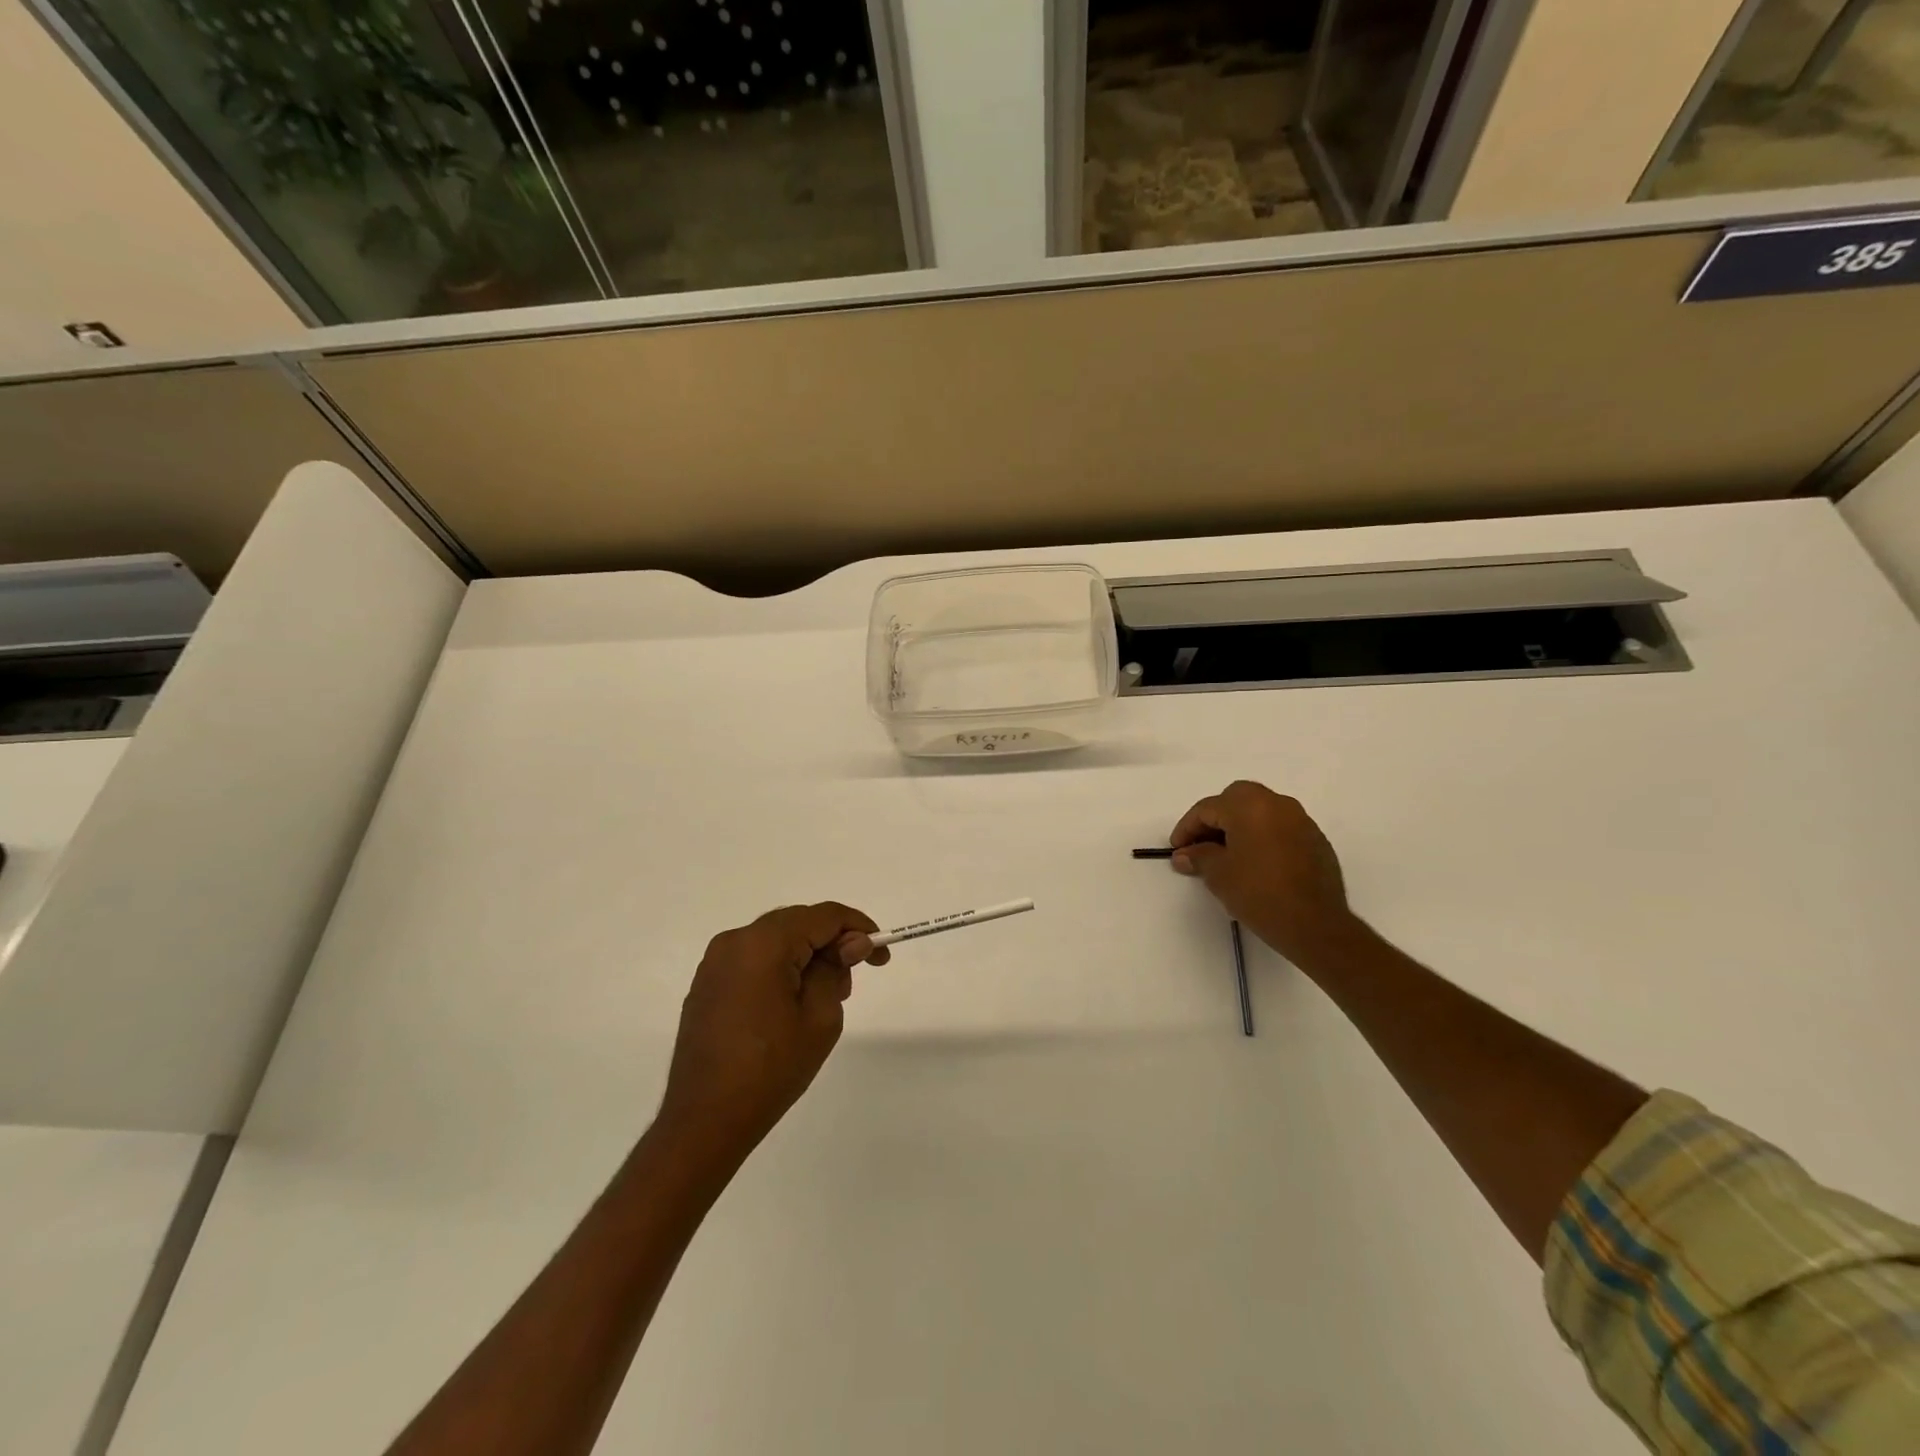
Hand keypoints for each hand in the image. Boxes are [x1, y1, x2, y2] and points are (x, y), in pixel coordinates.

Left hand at [657, 903, 888, 1164]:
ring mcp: (715, 962)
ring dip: (807, 954)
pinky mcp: (707, 984)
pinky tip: (792, 1001)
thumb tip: (849, 944)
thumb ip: (836, 970)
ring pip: (775, 940)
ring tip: (827, 994)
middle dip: (832, 941)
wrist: (704, 1121)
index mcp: (764, 943)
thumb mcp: (820, 1019)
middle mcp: (735, 941)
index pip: (824, 916)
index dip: (859, 928)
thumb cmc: (770, 1070)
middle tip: (856, 974)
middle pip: (797, 923)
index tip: (881, 955)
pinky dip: (780, 967)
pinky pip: (753, 959)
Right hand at [1168, 781, 1359, 964]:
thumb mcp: (1218, 874)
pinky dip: (1263, 836)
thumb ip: (1198, 857)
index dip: (1187, 828)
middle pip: (1236, 799)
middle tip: (1201, 845)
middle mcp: (1277, 803)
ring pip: (1261, 811)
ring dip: (1240, 826)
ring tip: (1227, 854)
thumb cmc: (1259, 893)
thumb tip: (1184, 855)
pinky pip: (1280, 828)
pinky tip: (1256, 863)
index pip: (1207, 808)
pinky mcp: (1316, 840)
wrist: (1315, 924)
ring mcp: (1301, 820)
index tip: (1177, 849)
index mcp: (1249, 805)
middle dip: (1215, 819)